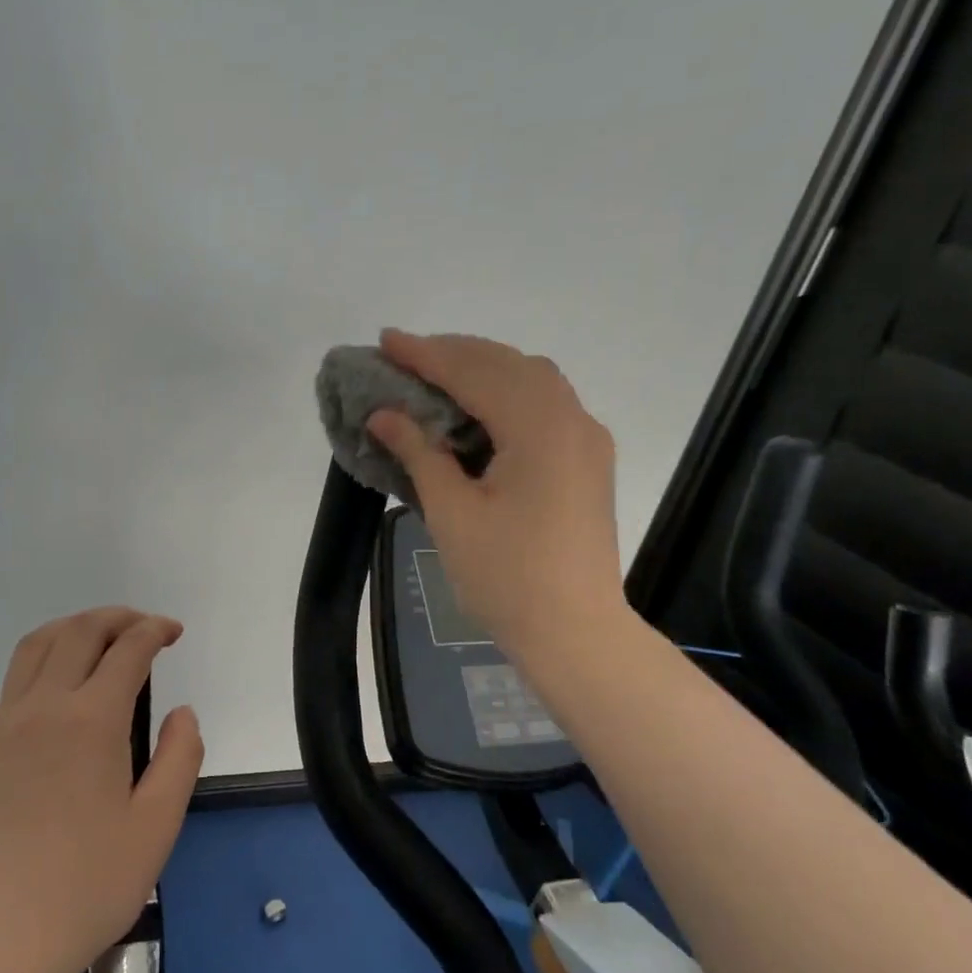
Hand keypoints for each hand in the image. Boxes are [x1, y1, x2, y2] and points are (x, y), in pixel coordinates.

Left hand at [0, 607, 203, 972]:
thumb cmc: (89, 886)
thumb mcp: (158, 825)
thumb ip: (180, 756)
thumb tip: (181, 712)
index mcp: (90, 721)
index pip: (127, 650)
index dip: (154, 631)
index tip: (172, 632)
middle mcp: (41, 708)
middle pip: (78, 632)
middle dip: (117, 618)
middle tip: (143, 627)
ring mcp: (0, 728)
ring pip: (35, 648)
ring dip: (73, 629)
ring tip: (99, 640)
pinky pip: (13, 688)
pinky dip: (44, 668)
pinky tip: (60, 702)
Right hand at [367, 330, 627, 665]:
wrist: (575, 632)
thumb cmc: (507, 576)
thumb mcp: (451, 513)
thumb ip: (419, 452)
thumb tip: (383, 414)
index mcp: (539, 428)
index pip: (474, 372)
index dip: (426, 354)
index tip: (385, 340)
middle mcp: (571, 419)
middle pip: (508, 364)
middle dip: (454, 352)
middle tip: (405, 355)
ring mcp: (586, 438)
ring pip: (532, 379)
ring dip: (484, 368)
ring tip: (437, 374)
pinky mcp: (588, 459)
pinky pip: (546, 403)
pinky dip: (507, 391)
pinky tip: (479, 408)